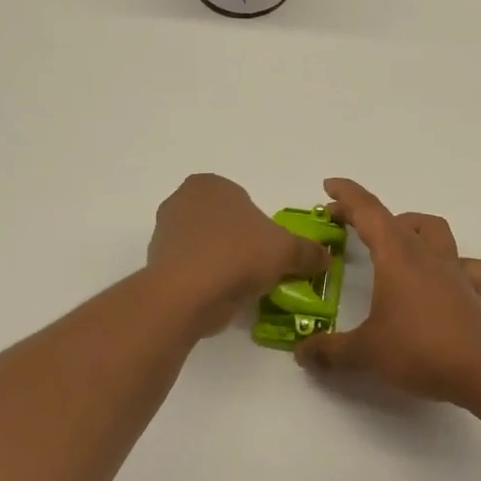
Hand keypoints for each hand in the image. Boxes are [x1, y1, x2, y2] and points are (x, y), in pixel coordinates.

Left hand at [147, 174, 331, 335]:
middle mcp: (182, 200)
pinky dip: (204, 279)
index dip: (261, 227)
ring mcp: (164, 232)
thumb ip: (308, 251)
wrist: (187, 293)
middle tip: (258, 269)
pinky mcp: (156, 263)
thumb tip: (324, 257)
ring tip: (239, 287)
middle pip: (223, 223)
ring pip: (205, 246)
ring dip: (221, 262)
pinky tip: (218, 296)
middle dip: (239, 243)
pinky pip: (190, 268)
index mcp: (210, 184)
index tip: (270, 251)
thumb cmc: (238, 255)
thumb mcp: (286, 251)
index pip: (243, 201)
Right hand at [295, 178, 480, 403]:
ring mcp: (453, 272)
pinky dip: (450, 263)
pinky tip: (439, 279)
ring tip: (393, 245)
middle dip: (370, 216)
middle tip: (349, 227)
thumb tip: (302, 353)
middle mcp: (426, 255)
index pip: (368, 212)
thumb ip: (329, 350)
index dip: (347, 195)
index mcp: (397, 256)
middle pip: (397, 219)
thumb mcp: (364, 353)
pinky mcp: (472, 293)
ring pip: (434, 231)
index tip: (328, 186)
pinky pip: (465, 265)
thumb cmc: (419, 351)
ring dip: (411, 228)